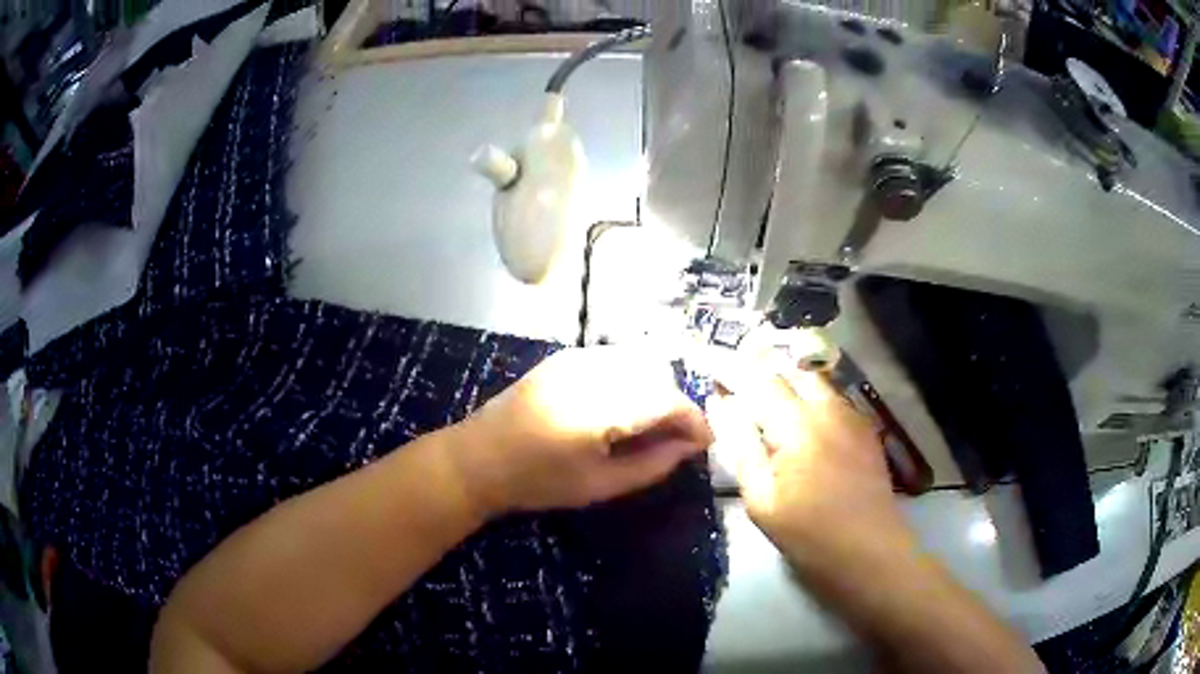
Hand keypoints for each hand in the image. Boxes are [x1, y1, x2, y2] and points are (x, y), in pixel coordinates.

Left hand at [451, 347, 713, 517]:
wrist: (479, 458)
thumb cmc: (538, 481)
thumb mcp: (601, 485)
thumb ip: (653, 464)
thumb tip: (690, 447)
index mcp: (602, 406)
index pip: (668, 400)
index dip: (694, 421)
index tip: (705, 442)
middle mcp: (594, 370)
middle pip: (658, 374)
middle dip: (676, 405)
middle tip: (677, 439)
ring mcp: (577, 357)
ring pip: (639, 361)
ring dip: (656, 389)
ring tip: (651, 426)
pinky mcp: (566, 357)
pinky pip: (616, 359)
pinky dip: (632, 379)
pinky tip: (623, 407)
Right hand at [707, 358, 917, 565]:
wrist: (868, 549)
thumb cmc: (807, 533)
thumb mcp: (761, 501)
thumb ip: (741, 448)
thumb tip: (720, 406)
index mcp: (796, 427)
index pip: (760, 382)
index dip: (736, 371)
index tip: (715, 371)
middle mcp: (826, 410)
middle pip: (791, 372)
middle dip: (764, 370)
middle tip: (741, 383)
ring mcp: (851, 416)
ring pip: (816, 381)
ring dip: (790, 381)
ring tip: (770, 397)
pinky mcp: (865, 428)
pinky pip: (835, 397)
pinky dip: (813, 396)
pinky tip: (806, 416)